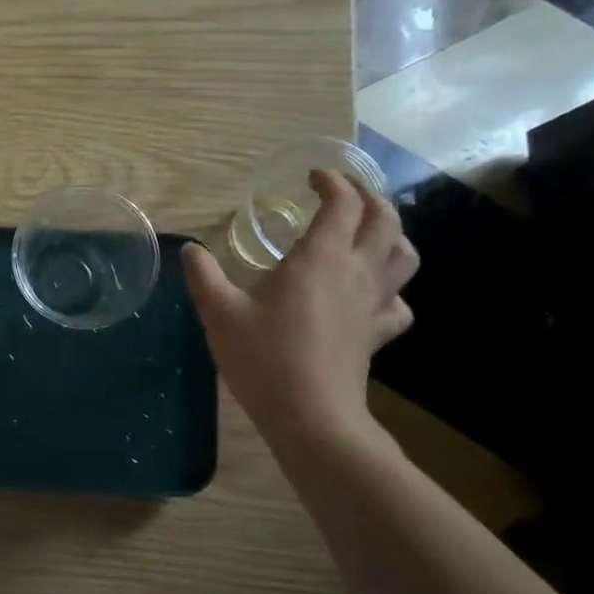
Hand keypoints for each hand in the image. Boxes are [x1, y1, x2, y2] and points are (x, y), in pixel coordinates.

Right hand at [183, 171, 417, 442]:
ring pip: (403, 255)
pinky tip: (370, 294)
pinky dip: (391, 289)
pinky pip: (399, 302)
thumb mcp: (219, 314)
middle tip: (343, 192)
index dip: (332, 182)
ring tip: (366, 232)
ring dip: (390, 234)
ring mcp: (374, 304)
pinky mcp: (377, 334)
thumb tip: (189, 249)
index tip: (312, 177)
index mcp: (321, 258)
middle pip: (384, 219)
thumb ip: (203, 276)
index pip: (342, 203)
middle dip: (367, 195)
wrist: (311, 416)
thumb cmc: (264, 359)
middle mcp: (356, 272)